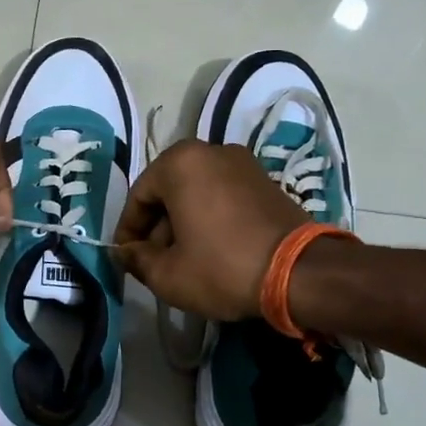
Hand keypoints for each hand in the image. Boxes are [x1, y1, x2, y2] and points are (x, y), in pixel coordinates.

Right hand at [114, 140, 306, 318]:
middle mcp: (210, 151)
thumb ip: (136, 259)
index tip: (127, 258)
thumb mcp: (167, 274)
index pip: (138, 196)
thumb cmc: (222, 267)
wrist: (301, 273)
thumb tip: (124, 252)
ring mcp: (242, 163)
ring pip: (196, 193)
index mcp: (180, 163)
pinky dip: (209, 218)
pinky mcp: (265, 181)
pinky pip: (222, 196)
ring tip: (182, 260)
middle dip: (157, 227)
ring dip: (182, 223)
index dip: (128, 231)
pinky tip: (211, 250)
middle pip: (168, 191)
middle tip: (153, 261)